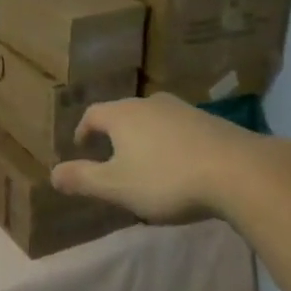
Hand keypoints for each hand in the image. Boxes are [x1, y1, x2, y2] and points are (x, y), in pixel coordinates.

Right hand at [51, 94, 290, 224]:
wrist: (238, 171)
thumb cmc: (167, 179)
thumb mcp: (117, 186)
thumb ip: (83, 179)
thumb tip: (52, 174)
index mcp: (121, 115)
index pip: (92, 114)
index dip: (83, 130)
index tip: (81, 146)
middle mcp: (148, 103)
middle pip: (123, 113)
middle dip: (115, 133)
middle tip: (112, 155)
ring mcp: (182, 109)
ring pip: (153, 119)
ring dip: (145, 137)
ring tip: (147, 161)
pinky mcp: (210, 121)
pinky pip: (179, 128)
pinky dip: (172, 142)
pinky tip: (181, 164)